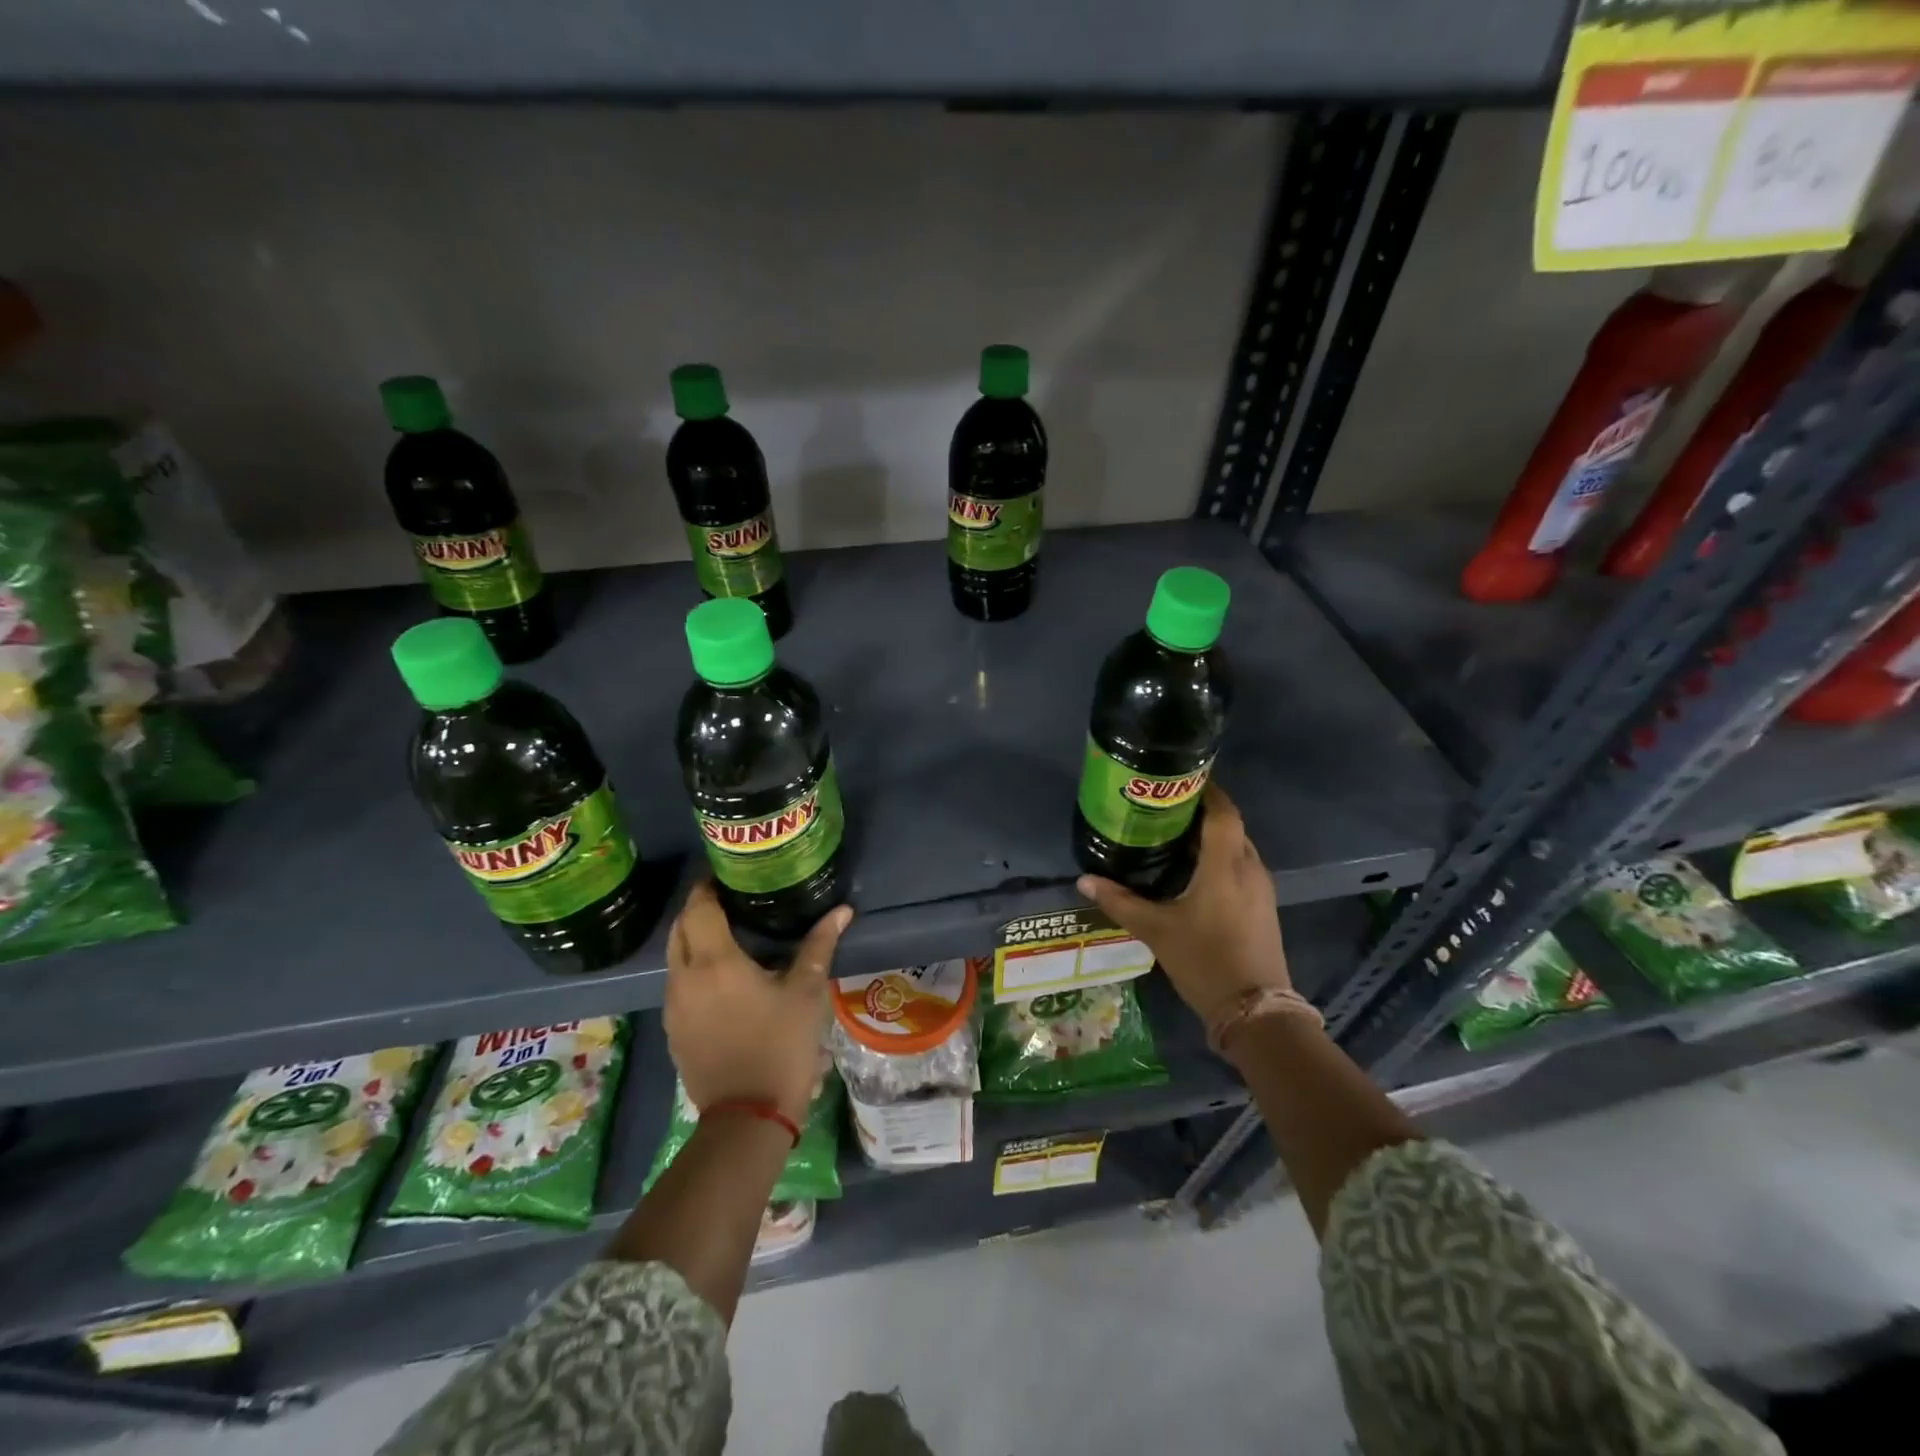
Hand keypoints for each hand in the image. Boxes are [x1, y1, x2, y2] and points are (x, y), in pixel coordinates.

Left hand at [664, 881, 852, 1124]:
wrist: (748, 1117)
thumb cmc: (780, 1046)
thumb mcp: (807, 993)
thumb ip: (819, 945)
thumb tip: (842, 911)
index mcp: (714, 962)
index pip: (698, 907)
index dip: (707, 886)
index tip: (727, 875)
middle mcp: (684, 978)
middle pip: (679, 928)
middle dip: (698, 908)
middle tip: (729, 899)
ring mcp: (673, 1006)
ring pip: (674, 956)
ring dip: (693, 938)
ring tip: (727, 932)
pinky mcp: (673, 1030)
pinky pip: (677, 983)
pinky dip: (692, 967)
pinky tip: (720, 976)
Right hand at [1076, 785, 1289, 1029]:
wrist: (1256, 1011)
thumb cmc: (1205, 961)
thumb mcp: (1156, 930)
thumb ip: (1120, 902)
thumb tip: (1084, 881)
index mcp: (1225, 865)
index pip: (1222, 811)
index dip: (1205, 790)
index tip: (1177, 780)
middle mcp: (1248, 868)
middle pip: (1229, 825)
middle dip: (1201, 813)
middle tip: (1163, 809)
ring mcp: (1261, 888)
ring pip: (1236, 847)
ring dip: (1211, 837)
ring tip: (1172, 836)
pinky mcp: (1264, 906)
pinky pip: (1241, 867)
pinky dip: (1219, 859)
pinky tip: (1193, 872)